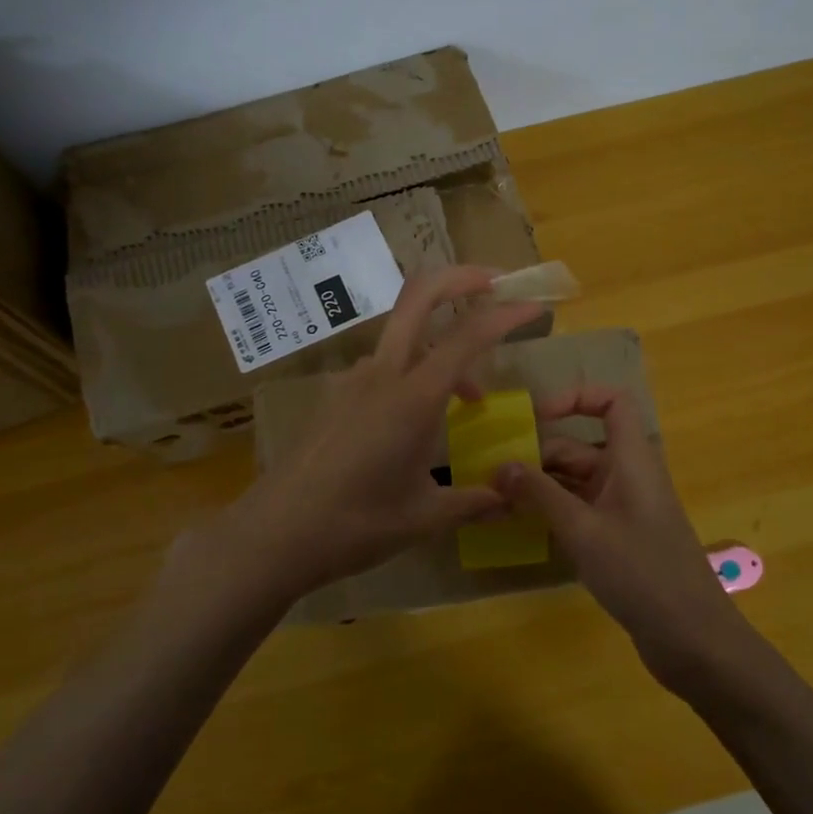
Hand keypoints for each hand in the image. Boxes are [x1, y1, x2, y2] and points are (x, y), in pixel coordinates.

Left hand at [181, 266, 543, 612]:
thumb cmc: (356, 525)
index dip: (507, 315)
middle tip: (497, 284)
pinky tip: (418, 420)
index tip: (537, 308)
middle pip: (420, 296)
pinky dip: (413, 371)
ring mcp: (352, 380)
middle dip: (461, 278)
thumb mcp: (425, 516)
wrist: (275, 534)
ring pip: (403, 335)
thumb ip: (474, 501)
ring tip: (469, 397)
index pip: (469, 336)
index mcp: (413, 397)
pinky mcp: (334, 396)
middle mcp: (382, 374)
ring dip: (441, 344)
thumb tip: (512, 498)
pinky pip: (383, 366)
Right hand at [493, 386, 756, 690]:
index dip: (576, 398)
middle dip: (539, 456)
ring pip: (577, 480)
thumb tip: (499, 465)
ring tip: (498, 501)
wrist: (692, 639)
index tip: (536, 417)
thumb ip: (539, 494)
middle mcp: (630, 475)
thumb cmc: (641, 573)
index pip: (612, 402)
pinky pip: (582, 509)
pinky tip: (524, 526)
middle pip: (582, 446)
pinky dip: (555, 511)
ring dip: (542, 487)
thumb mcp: (583, 530)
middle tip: (494, 476)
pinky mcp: (621, 537)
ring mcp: (626, 508)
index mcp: (632, 460)